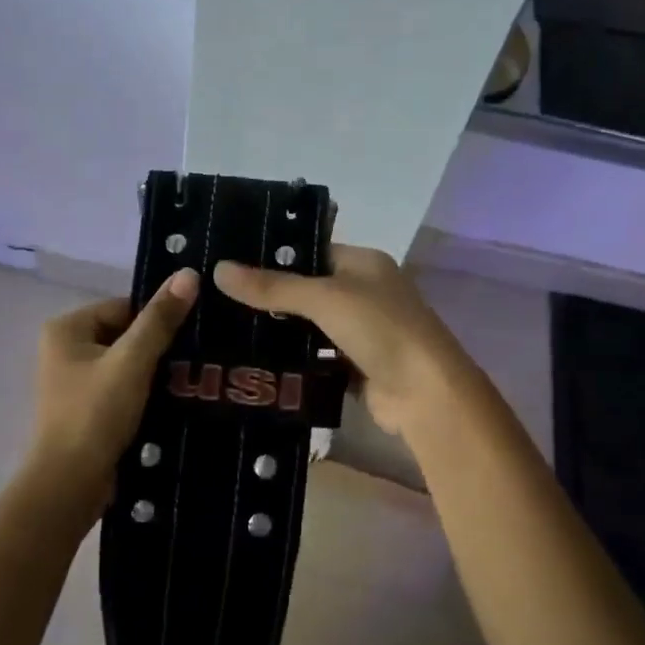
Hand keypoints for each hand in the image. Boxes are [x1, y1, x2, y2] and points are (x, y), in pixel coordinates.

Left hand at [24, 269, 199, 510]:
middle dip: (158, 347)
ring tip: (190, 380)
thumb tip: (189, 273)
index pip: (124, 307)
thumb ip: (160, 319)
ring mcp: (73, 382)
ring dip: (154, 372)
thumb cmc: (95, 414)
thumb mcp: (132, 361)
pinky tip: (171, 402)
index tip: (191, 335)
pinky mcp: (85, 409)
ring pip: (126, 364)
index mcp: (67, 328)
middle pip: (125, 334)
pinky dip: (143, 393)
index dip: (157, 320)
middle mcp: (64, 349)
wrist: (70, 484)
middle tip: (195, 359)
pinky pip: (121, 389)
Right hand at [213, 245, 469, 437]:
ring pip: (310, 327)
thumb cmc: (380, 329)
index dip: (275, 255)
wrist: (425, 394)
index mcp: (364, 263)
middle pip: (309, 289)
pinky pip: (317, 358)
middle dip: (271, 296)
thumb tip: (219, 269)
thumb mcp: (324, 298)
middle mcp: (365, 293)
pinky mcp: (356, 368)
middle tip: (219, 299)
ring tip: (227, 329)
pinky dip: (294, 361)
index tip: (231, 262)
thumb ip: (273, 286)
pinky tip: (256, 362)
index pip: (312, 250)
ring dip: (280, 331)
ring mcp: (362, 332)